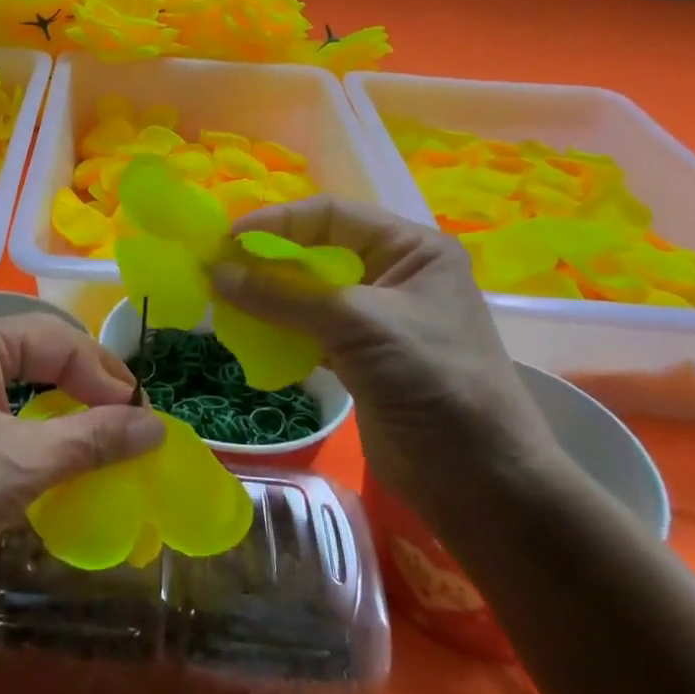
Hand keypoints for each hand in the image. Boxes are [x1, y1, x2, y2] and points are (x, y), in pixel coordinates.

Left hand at [0, 311, 164, 612]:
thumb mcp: (23, 466)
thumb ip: (94, 439)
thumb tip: (157, 426)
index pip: (58, 341)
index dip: (105, 377)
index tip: (143, 417)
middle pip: (39, 347)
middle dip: (86, 380)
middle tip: (128, 417)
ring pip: (19, 368)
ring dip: (62, 393)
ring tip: (102, 421)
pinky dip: (32, 407)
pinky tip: (54, 429)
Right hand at [212, 197, 561, 520]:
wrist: (479, 478)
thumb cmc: (430, 379)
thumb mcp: (356, 325)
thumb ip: (281, 297)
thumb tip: (215, 272)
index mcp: (410, 247)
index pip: (331, 215)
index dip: (277, 222)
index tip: (227, 240)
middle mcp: (394, 273)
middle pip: (317, 251)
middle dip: (268, 261)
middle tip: (218, 271)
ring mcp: (377, 316)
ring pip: (309, 293)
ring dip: (269, 297)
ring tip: (225, 303)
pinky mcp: (362, 355)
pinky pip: (310, 329)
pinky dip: (280, 330)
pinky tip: (250, 337)